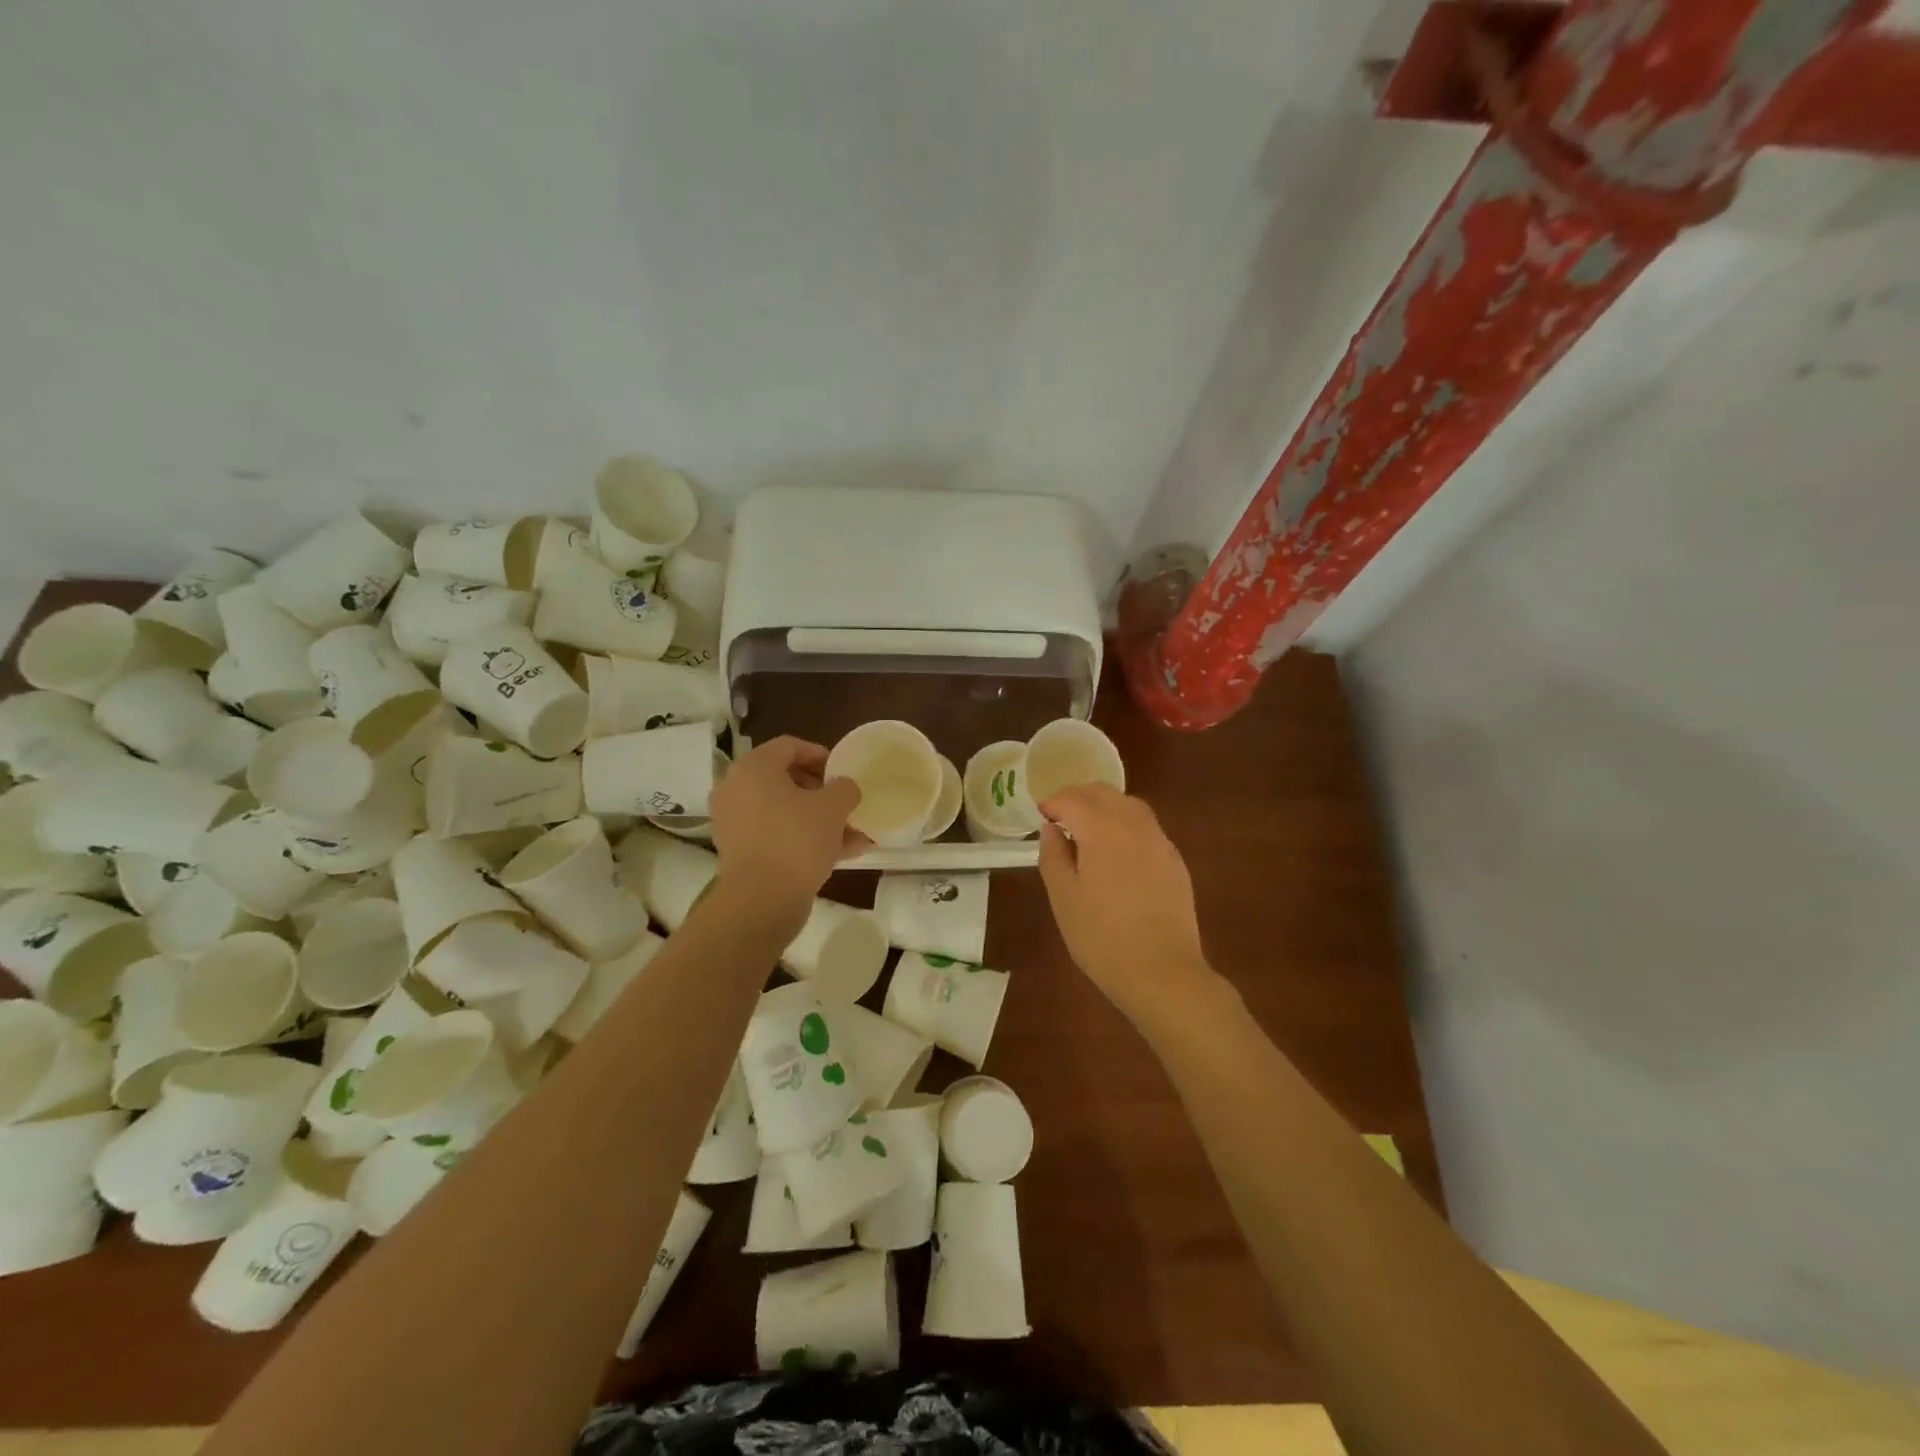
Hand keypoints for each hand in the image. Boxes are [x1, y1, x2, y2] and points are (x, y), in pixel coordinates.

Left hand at [710, 737, 865, 918]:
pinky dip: (803, 839)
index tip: (843, 771)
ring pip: (784, 812)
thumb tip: (844, 788)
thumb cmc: (797, 840)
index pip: (789, 746)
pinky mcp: (740, 852)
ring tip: (853, 833)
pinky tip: (841, 854)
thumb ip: (844, 788)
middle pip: (785, 780)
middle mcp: (736, 789)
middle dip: (821, 791)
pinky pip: (777, 835)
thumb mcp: (834, 807)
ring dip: (818, 819)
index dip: (820, 754)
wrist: (761, 901)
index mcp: (753, 768)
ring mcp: (735, 823)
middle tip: (846, 802)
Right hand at [1038, 784, 1212, 1022]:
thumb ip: (1053, 855)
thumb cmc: (1102, 937)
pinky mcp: (1174, 860)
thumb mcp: (1063, 898)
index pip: (1072, 799)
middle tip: (1059, 817)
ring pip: (1129, 805)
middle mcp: (1134, 824)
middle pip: (1103, 793)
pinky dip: (1125, 825)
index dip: (1052, 803)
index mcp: (1102, 829)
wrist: (1163, 972)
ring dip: (1104, 807)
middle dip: (1078, 797)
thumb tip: (1051, 828)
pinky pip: (1146, 827)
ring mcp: (1159, 841)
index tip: (1039, 815)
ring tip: (1086, 830)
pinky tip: (1116, 852)